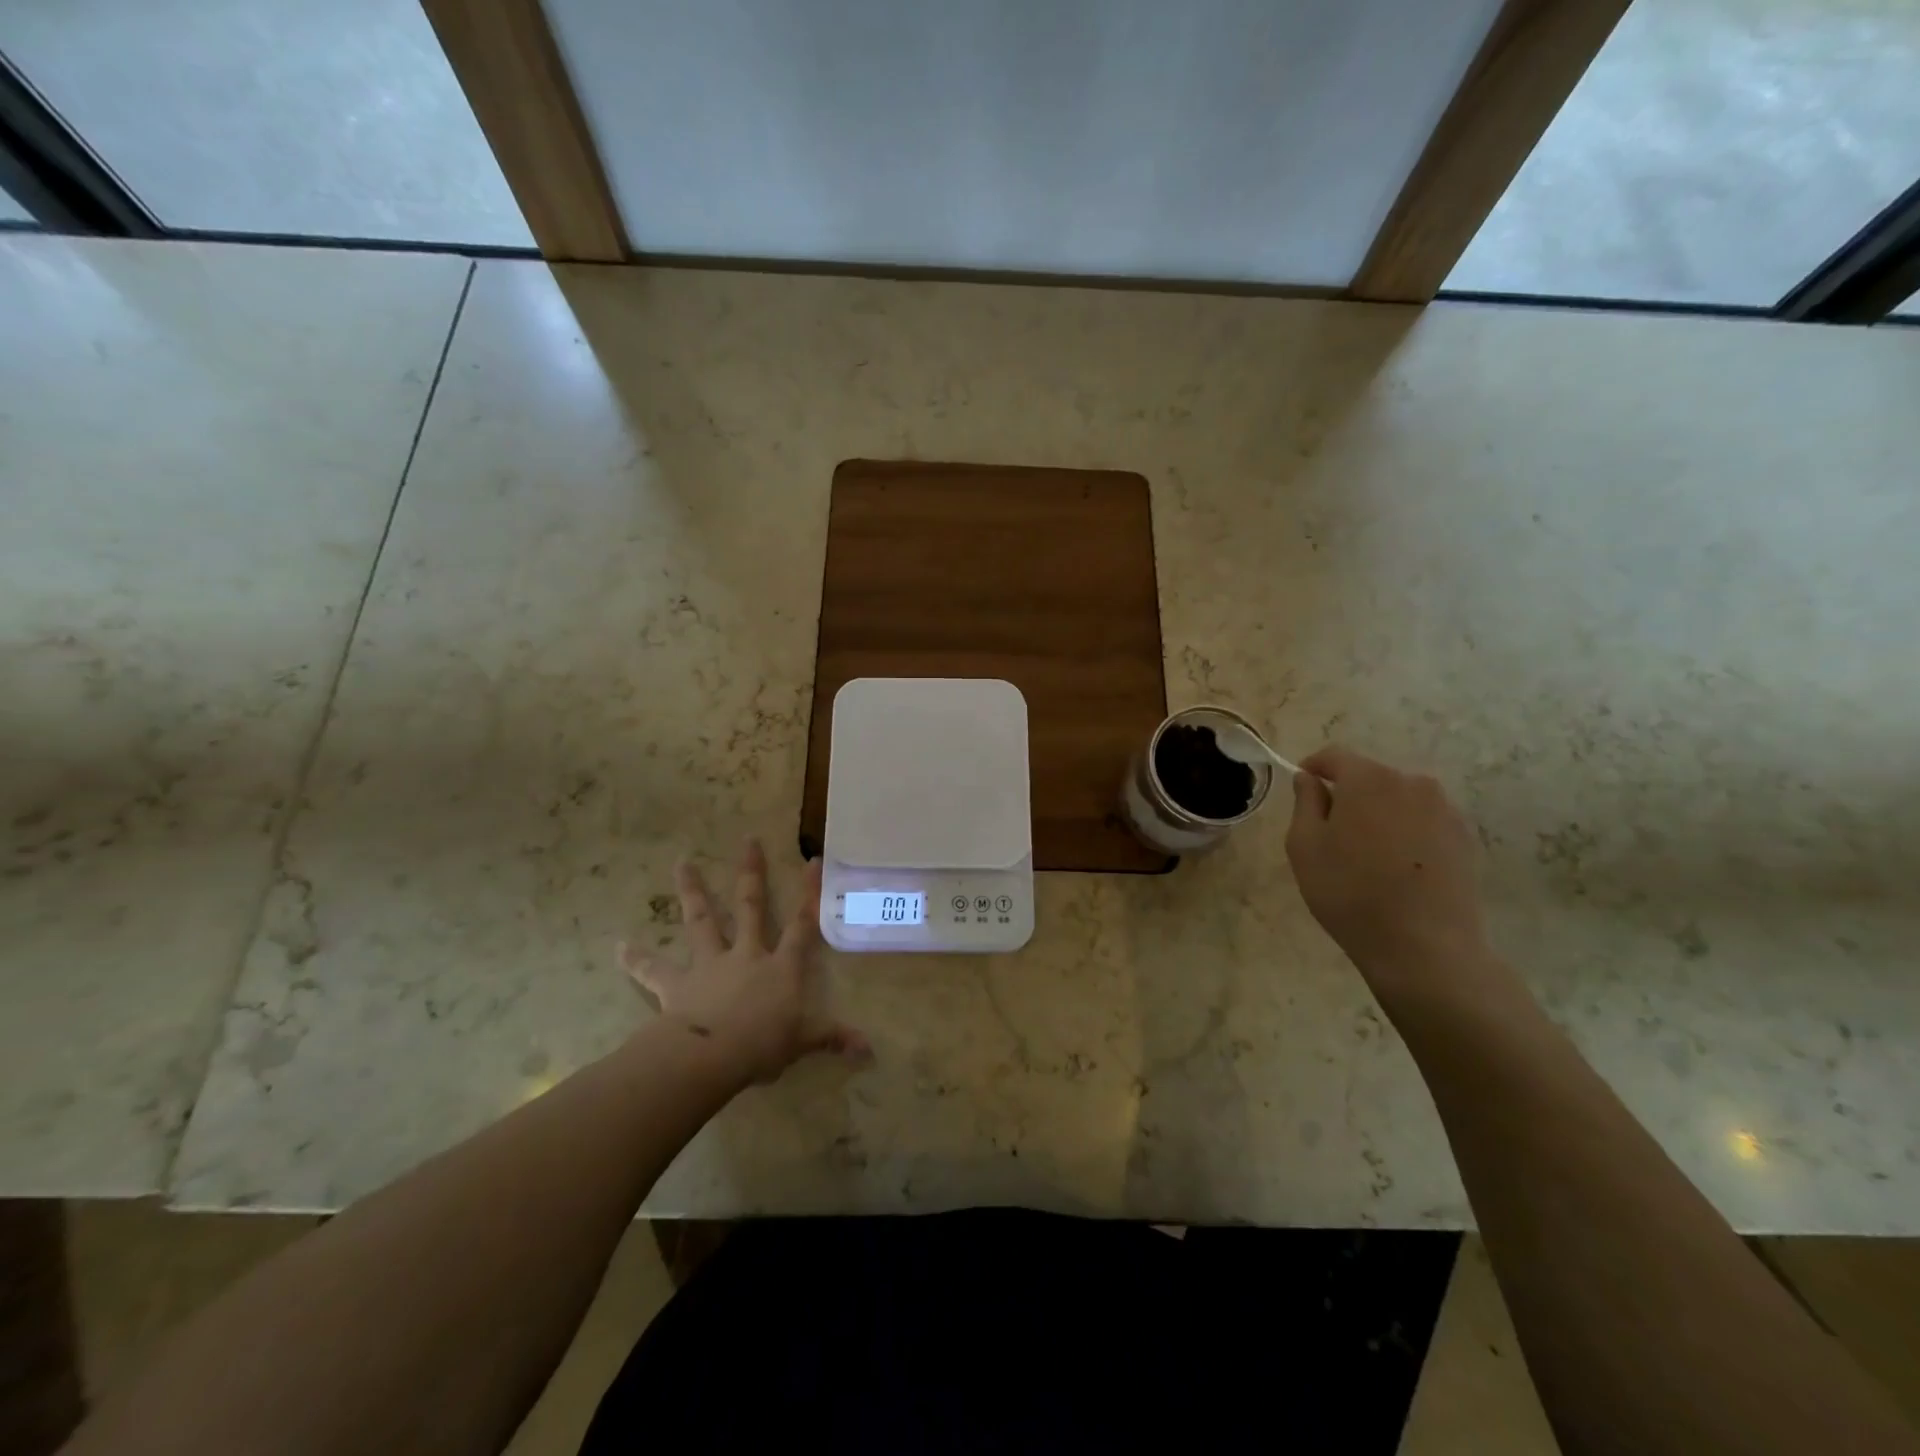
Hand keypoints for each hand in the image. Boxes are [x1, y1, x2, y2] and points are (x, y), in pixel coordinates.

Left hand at [621, 839, 870, 1083]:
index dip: (809, 893)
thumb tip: (869, 1051)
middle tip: (747, 840)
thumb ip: (832, 1039)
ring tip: (681, 862)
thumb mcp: (804, 1042)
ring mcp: (710, 964)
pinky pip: (654, 970)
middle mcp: (746, 954)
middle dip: (751, 873)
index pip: (802, 925)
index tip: (811, 860)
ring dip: (691, 892)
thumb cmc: (763, 1045)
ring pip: (701, 921)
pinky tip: (619, 947)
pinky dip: (636, 960)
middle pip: (750, 906)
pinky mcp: (677, 984)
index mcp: (780, 967)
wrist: (711, 1055)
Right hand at [1285, 746, 1494, 995]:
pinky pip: (1423, 821)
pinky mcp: (1465, 838)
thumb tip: (1310, 779)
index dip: (1313, 767)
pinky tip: (1397, 867)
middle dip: (1348, 793)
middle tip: (1331, 830)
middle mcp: (1412, 783)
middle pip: (1370, 776)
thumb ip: (1305, 802)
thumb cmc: (1350, 892)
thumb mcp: (1305, 847)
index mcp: (1368, 779)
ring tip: (1366, 852)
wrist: (1424, 947)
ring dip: (1379, 813)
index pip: (1335, 756)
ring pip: (1399, 798)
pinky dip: (1405, 832)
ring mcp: (1445, 810)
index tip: (1301, 785)